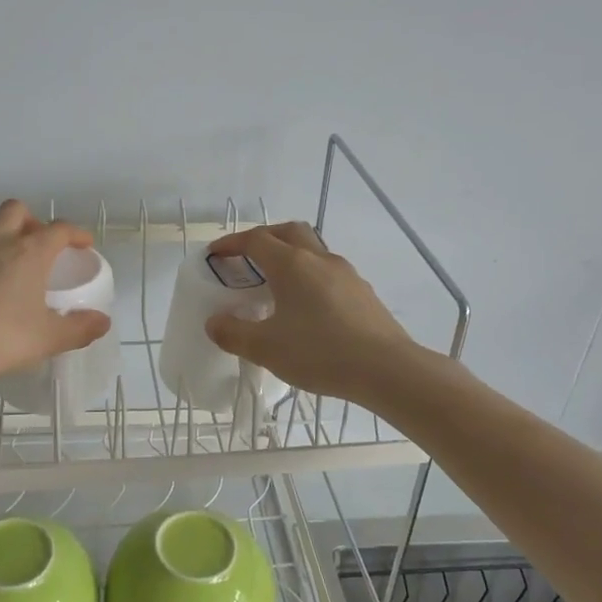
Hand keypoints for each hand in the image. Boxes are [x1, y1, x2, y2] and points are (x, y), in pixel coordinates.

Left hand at [0, 200, 111, 394]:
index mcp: (28, 254)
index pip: (58, 229)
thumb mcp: (49, 339)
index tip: (82, 244)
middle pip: (13, 211)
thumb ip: (79, 328)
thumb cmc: (3, 339)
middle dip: (28, 220)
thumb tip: (102, 322)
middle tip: (34, 244)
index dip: (75, 233)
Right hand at [204, 222, 418, 403]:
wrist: (387, 370)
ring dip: (290, 256)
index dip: (232, 244)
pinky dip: (310, 277)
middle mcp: (319, 259)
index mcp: (291, 264)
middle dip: (264, 238)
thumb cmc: (320, 353)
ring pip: (312, 250)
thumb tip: (214, 322)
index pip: (255, 240)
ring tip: (276, 283)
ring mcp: (346, 273)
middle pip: (288, 231)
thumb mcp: (266, 349)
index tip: (216, 254)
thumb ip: (234, 333)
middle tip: (247, 257)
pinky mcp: (363, 292)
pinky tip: (307, 307)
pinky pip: (328, 272)